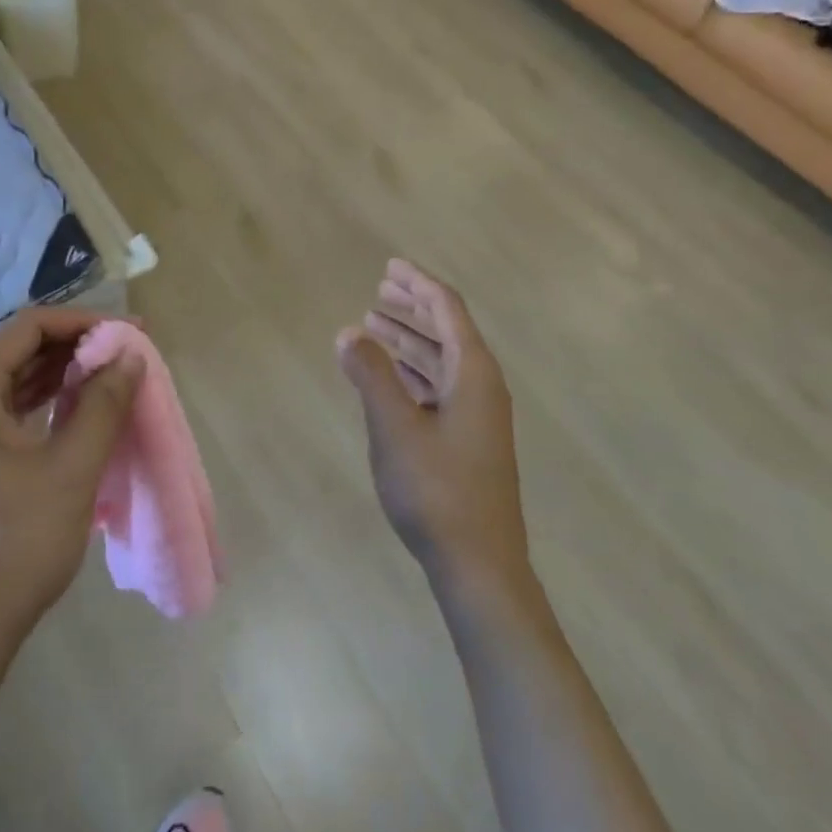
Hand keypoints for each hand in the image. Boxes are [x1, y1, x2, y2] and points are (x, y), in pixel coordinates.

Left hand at [0, 308, 143, 656]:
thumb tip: (130, 354)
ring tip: (113, 376)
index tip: (130, 333)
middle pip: (20, 349)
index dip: (84, 322)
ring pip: (16, 379)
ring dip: (64, 373)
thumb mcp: (72, 467)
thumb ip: (104, 402)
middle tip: (128, 354)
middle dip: (77, 345)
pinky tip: (79, 409)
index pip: (30, 327)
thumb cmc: (17, 543)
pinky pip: (9, 410)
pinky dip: (47, 401)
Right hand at [336, 260, 528, 591]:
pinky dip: (413, 371)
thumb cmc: (437, 490)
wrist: (480, 565)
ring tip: (374, 325)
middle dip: (413, 307)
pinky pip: (439, 386)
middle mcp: (482, 386)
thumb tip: (349, 332)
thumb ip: (372, 375)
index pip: (447, 309)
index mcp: (474, 373)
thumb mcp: (396, 428)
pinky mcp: (468, 440)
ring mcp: (478, 415)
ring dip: (410, 339)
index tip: (390, 266)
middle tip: (380, 290)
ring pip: (442, 360)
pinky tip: (389, 374)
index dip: (418, 283)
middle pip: (447, 330)